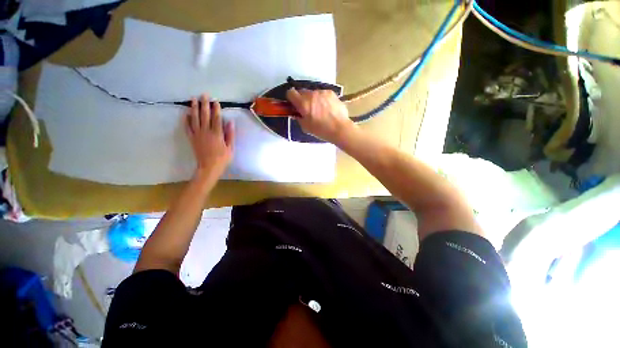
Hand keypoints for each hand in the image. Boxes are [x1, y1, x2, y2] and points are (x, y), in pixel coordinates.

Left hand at [185, 94, 233, 180]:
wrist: (209, 167)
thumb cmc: (223, 158)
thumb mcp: (230, 147)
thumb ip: (230, 134)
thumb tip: (230, 122)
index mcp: (217, 134)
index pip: (216, 118)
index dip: (216, 109)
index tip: (215, 101)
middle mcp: (206, 132)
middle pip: (204, 115)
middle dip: (204, 104)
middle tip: (203, 95)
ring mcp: (197, 134)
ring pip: (194, 119)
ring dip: (194, 108)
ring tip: (193, 99)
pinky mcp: (192, 138)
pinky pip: (187, 127)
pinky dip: (186, 120)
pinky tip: (186, 113)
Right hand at [286, 88, 355, 143]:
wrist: (340, 128)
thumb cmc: (321, 130)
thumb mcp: (306, 127)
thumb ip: (299, 118)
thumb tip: (298, 114)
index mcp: (303, 103)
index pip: (290, 93)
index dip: (291, 99)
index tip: (294, 105)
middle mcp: (311, 94)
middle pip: (302, 92)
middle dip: (302, 99)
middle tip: (307, 109)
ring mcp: (322, 92)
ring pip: (313, 93)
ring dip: (313, 99)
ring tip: (320, 110)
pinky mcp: (331, 92)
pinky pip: (322, 94)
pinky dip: (322, 99)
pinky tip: (327, 108)